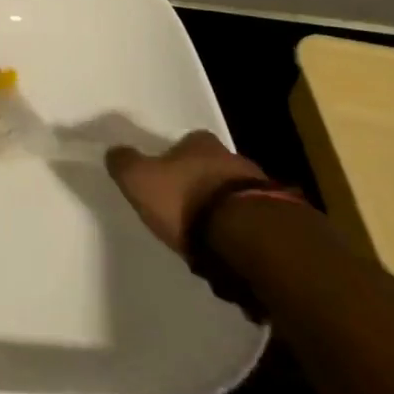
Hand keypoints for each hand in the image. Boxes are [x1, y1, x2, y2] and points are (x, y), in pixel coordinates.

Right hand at [105, 131, 267, 255]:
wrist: (248, 238)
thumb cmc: (187, 200)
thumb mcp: (140, 180)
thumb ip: (124, 163)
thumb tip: (114, 151)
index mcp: (200, 143)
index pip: (185, 143)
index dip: (174, 159)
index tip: (165, 178)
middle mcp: (232, 158)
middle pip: (212, 168)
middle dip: (200, 185)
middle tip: (185, 209)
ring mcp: (260, 189)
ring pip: (234, 196)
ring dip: (223, 211)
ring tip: (208, 237)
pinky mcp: (279, 221)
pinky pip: (252, 223)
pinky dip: (241, 233)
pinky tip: (230, 251)